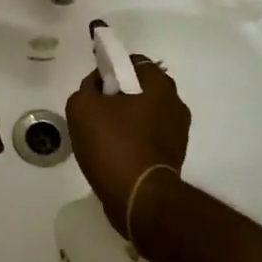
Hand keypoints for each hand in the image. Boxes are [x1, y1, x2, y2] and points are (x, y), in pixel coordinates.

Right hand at [65, 56, 190, 233]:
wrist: (138, 198)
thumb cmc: (112, 145)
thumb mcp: (82, 107)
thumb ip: (87, 87)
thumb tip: (98, 86)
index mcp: (160, 86)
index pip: (133, 63)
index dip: (110, 70)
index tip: (94, 87)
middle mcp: (176, 104)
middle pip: (140, 90)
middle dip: (118, 97)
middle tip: (95, 112)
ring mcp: (178, 132)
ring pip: (144, 115)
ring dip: (125, 120)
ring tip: (102, 137)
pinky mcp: (174, 156)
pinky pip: (148, 138)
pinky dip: (133, 141)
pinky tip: (114, 154)